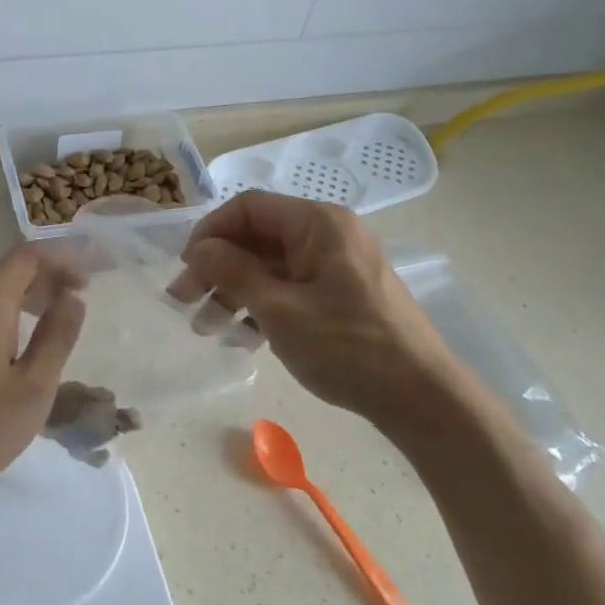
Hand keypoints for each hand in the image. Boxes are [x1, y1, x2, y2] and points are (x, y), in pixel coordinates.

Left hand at [0, 245, 84, 540]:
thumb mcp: (34, 386)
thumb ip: (57, 335)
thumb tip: (73, 297)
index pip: (27, 257)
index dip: (62, 259)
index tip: (90, 278)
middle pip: (8, 270)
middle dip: (46, 276)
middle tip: (77, 298)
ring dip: (24, 294)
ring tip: (53, 316)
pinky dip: (3, 311)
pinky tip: (15, 341)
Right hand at [174, 193, 462, 425]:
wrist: (420, 396)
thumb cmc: (346, 346)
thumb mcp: (279, 309)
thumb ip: (233, 272)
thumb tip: (199, 249)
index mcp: (318, 223)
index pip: (249, 208)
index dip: (210, 232)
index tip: (185, 267)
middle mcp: (330, 234)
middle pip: (259, 236)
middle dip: (217, 266)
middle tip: (184, 301)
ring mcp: (339, 265)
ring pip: (272, 265)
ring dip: (235, 290)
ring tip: (208, 327)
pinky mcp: (344, 294)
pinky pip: (292, 286)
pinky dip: (263, 304)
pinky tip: (243, 336)